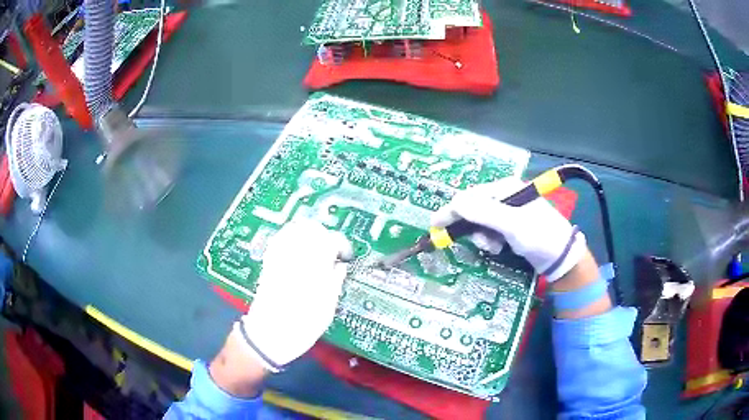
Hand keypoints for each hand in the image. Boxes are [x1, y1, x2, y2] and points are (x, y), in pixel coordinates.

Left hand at [234, 219, 352, 371]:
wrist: (268, 336)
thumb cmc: (301, 326)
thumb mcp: (328, 308)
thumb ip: (335, 282)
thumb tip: (340, 267)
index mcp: (313, 267)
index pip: (331, 239)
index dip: (341, 244)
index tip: (345, 256)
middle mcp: (295, 256)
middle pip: (311, 228)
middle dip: (324, 235)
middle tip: (331, 251)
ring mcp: (278, 257)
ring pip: (294, 230)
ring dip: (308, 234)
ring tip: (316, 249)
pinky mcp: (268, 263)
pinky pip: (280, 240)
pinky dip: (291, 239)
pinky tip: (297, 251)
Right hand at [432, 177, 585, 281]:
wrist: (562, 257)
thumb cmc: (540, 237)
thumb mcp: (513, 225)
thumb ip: (484, 213)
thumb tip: (454, 203)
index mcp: (506, 188)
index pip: (470, 196)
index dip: (452, 211)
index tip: (435, 226)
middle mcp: (505, 196)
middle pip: (473, 209)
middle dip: (473, 228)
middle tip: (482, 244)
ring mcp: (508, 211)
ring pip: (479, 222)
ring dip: (482, 237)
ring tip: (495, 247)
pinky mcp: (510, 225)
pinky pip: (489, 230)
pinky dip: (490, 241)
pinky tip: (500, 247)